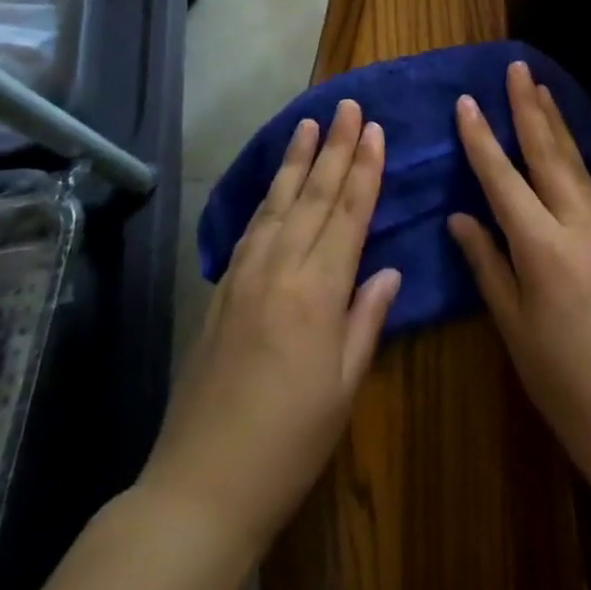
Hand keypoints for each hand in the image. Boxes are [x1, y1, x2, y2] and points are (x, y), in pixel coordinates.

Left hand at [142, 99, 401, 550]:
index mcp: (318, 291)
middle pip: (313, 195)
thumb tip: (388, 271)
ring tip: (308, 123)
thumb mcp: (344, 386)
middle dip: (333, 147)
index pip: (348, 214)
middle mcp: (280, 269)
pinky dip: (267, 197)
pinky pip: (251, 228)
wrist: (202, 483)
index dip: (364, 169)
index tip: (374, 130)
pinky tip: (274, 183)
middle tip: (346, 105)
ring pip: (277, 203)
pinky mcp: (221, 289)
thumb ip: (366, 319)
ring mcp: (245, 275)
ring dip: (295, 160)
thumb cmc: (290, 442)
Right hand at [448, 62, 590, 502]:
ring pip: (576, 166)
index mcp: (544, 249)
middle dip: (531, 108)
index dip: (482, 139)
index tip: (467, 100)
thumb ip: (487, 264)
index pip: (504, 179)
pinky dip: (573, 159)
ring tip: (542, 90)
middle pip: (550, 155)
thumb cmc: (565, 385)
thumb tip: (461, 216)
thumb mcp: (514, 329)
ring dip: (557, 125)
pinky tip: (565, 149)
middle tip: (519, 68)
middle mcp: (580, 227)